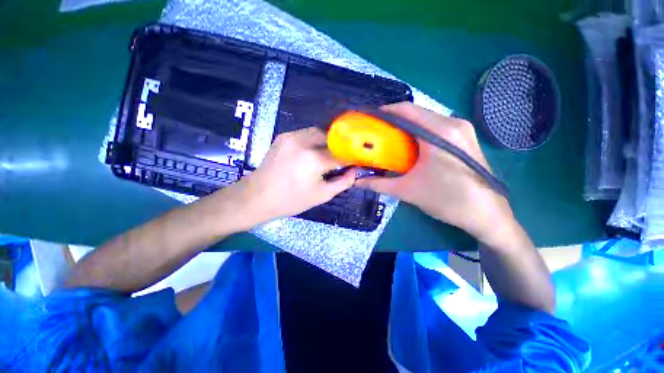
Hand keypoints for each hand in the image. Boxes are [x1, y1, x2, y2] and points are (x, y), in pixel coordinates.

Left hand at [234, 127, 356, 222]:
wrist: (257, 197)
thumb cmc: (291, 200)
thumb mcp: (322, 195)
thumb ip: (343, 182)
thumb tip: (355, 171)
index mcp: (314, 159)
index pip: (342, 153)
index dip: (351, 157)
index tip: (356, 161)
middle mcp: (304, 142)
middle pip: (332, 137)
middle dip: (339, 147)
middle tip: (341, 159)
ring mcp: (292, 136)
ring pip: (319, 132)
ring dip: (327, 142)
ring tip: (326, 156)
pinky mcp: (284, 136)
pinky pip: (306, 134)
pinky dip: (314, 141)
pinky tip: (311, 153)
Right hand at [356, 102, 513, 242]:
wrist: (486, 214)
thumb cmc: (447, 200)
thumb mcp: (407, 191)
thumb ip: (379, 184)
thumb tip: (357, 182)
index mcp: (439, 133)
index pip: (407, 110)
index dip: (386, 112)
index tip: (371, 120)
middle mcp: (453, 124)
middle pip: (417, 114)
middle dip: (395, 122)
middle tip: (378, 134)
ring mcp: (462, 130)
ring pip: (427, 120)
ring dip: (407, 128)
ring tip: (391, 141)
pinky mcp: (465, 138)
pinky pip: (436, 128)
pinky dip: (420, 134)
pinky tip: (411, 147)